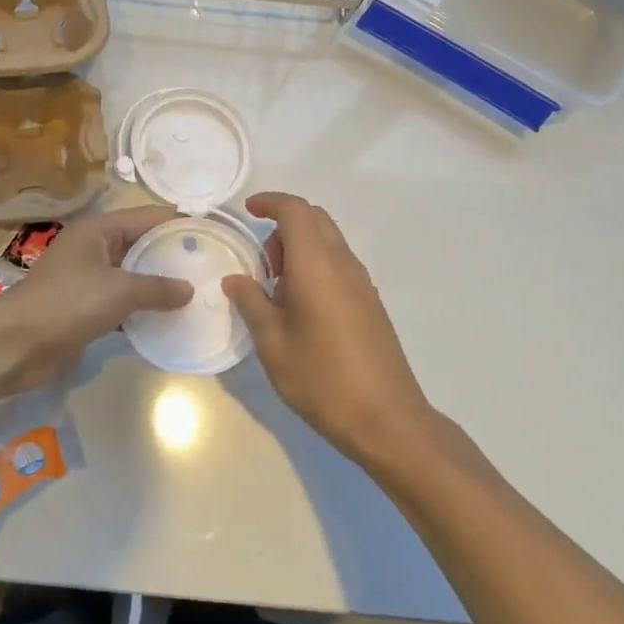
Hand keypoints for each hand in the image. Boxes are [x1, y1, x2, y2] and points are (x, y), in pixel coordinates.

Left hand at [0, 205, 192, 397]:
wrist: (15, 344)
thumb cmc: (68, 303)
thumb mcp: (119, 291)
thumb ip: (157, 288)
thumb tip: (189, 289)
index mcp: (98, 230)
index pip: (147, 217)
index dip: (178, 222)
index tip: (212, 232)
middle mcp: (92, 247)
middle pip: (139, 244)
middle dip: (171, 255)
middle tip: (210, 266)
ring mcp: (86, 278)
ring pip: (130, 275)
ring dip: (157, 284)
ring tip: (196, 293)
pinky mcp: (82, 307)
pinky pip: (119, 301)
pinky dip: (140, 308)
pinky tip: (166, 320)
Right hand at [223, 192, 431, 463]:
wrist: (388, 421)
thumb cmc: (322, 379)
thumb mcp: (273, 344)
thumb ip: (252, 303)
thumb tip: (235, 279)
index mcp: (317, 265)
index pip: (296, 211)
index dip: (270, 202)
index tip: (248, 211)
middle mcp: (343, 264)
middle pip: (315, 219)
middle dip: (283, 225)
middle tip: (261, 262)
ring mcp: (362, 283)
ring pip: (329, 241)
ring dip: (300, 247)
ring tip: (276, 289)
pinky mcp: (371, 302)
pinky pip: (338, 263)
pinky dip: (315, 265)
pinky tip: (301, 306)